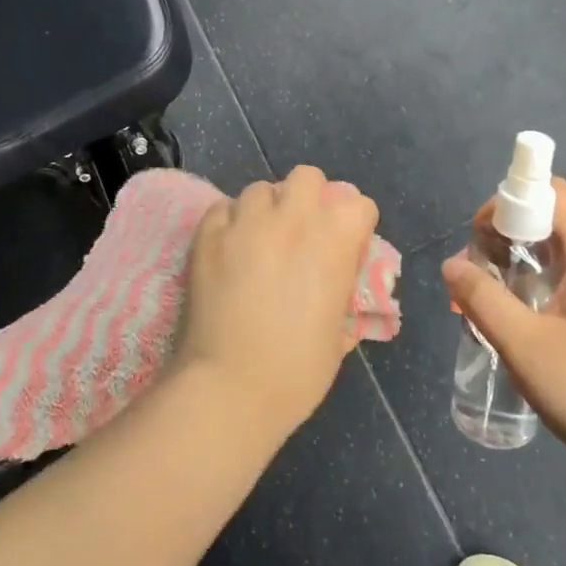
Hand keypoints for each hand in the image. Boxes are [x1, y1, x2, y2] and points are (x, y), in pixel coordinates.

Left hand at [176, 167, 380, 433]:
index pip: (358, 204)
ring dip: (266, 209)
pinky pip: (223, 208)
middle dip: (308, 198)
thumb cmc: (298, 370)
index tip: (345, 247)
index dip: (353, 225)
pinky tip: (228, 249)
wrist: (231, 387)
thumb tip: (333, 280)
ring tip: (259, 240)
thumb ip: (340, 290)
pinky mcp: (207, 234)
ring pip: (261, 189)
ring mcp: (246, 222)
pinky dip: (230, 222)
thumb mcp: (339, 330)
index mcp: (336, 240)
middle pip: (307, 178)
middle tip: (300, 232)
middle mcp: (293, 218)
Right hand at [441, 179, 565, 488]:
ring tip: (484, 300)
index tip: (478, 241)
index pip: (551, 194)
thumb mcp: (524, 345)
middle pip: (551, 218)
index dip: (508, 203)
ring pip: (556, 251)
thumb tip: (452, 265)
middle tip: (475, 275)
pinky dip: (534, 284)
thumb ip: (482, 299)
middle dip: (505, 235)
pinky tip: (514, 321)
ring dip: (516, 263)